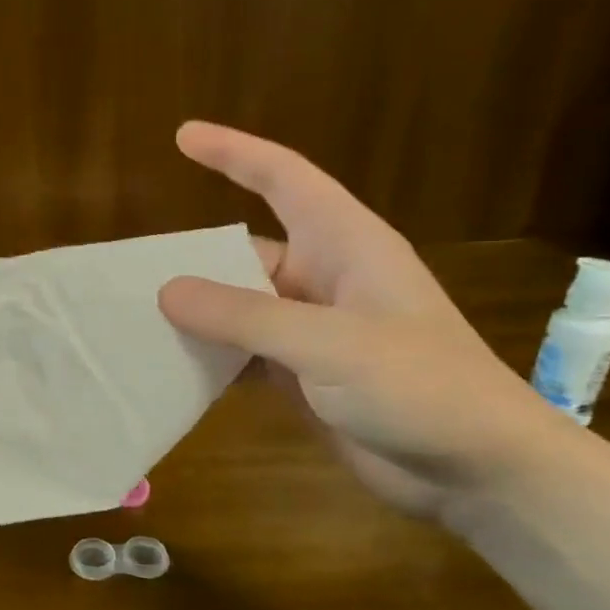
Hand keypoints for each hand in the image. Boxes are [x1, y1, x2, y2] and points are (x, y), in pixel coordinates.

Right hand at [157, 122, 559, 515]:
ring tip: (136, 320)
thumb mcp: (329, 345)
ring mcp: (314, 331)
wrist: (479, 472)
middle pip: (247, 252)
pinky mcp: (306, 376)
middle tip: (130, 272)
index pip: (284, 179)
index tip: (182, 137)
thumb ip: (245, 316)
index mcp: (346, 246)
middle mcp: (326, 280)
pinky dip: (212, 358)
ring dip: (198, 314)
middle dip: (195, 259)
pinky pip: (246, 354)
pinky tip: (172, 368)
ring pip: (241, 308)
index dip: (234, 153)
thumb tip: (167, 290)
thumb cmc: (421, 388)